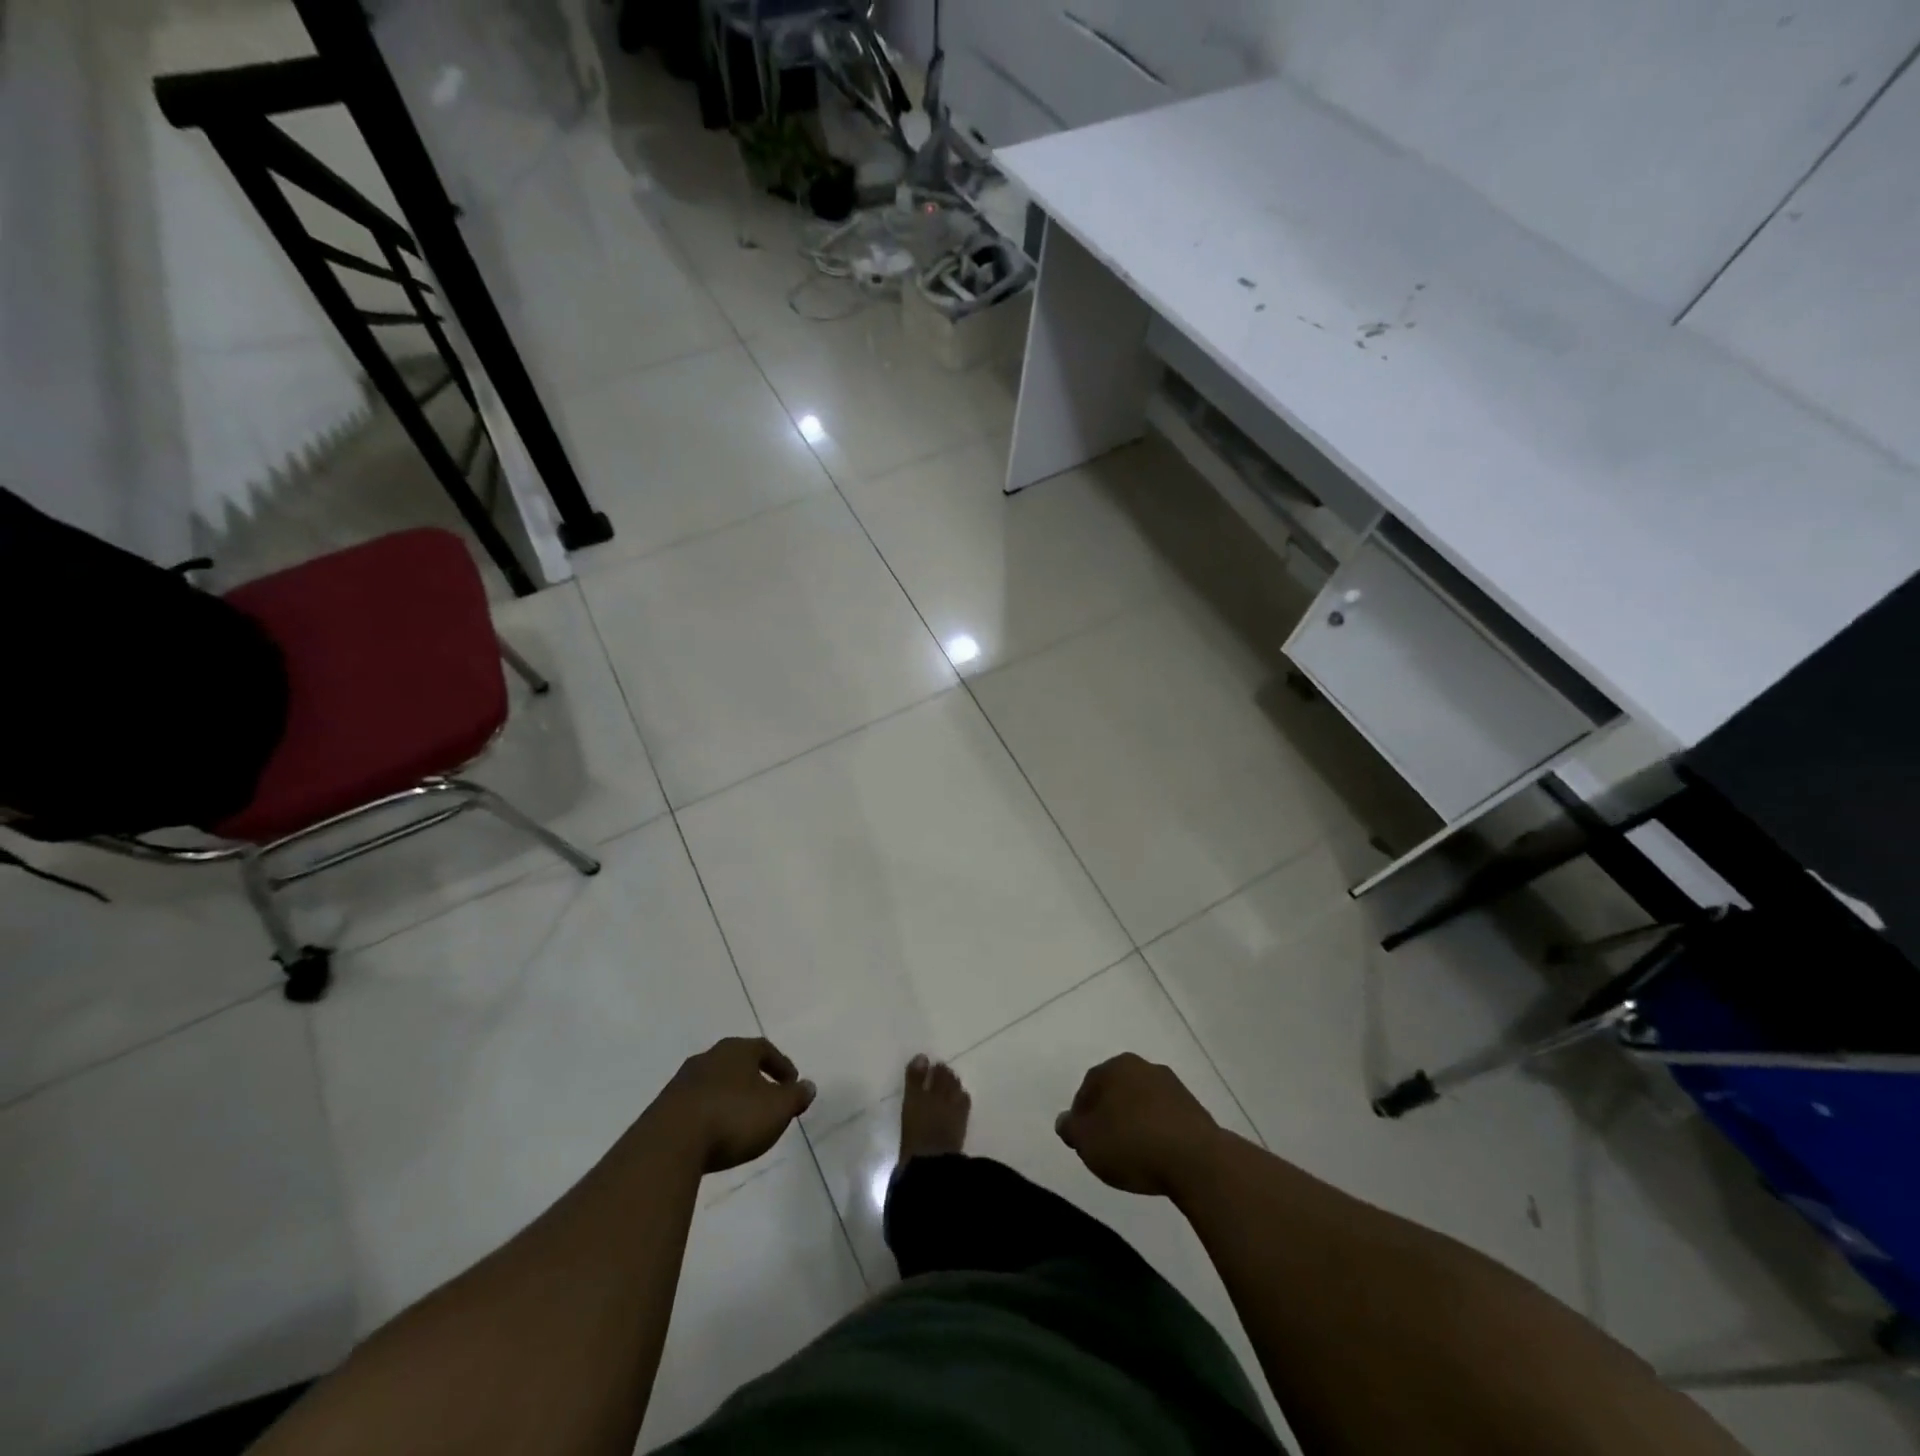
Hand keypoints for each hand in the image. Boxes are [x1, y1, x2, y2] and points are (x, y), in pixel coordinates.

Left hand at [650, 1037, 815, 1172]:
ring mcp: (682, 1082)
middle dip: (754, 1079)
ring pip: (714, 1083)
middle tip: (768, 1099)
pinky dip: (710, 1114)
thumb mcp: (777, 1109)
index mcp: (736, 1050)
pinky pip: (695, 1105)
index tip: (792, 1083)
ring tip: (741, 1120)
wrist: (669, 1145)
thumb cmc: (732, 1118)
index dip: (781, 1065)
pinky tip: (714, 1134)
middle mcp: (708, 1057)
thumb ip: (796, 1096)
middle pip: (737, 1063)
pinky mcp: (663, 1108)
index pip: (764, 1049)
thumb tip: (808, 1086)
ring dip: (730, 1097)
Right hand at [1055, 1053, 1224, 1196]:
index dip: (1081, 1116)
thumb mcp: (1088, 1142)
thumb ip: (1071, 1129)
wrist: (1197, 1160)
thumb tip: (1064, 1121)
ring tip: (1133, 1155)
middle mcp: (1144, 1067)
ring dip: (1134, 1123)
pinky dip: (1157, 1132)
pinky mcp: (1194, 1108)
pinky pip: (1165, 1118)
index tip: (1083, 1141)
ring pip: (1142, 1103)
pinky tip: (1157, 1155)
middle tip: (1105, 1147)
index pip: (1088, 1087)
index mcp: (1115, 1066)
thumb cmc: (1132, 1144)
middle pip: (1116, 1092)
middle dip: (1108, 1116)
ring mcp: (1172, 1086)